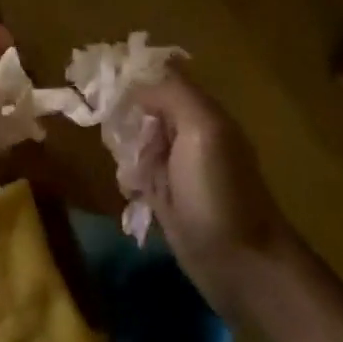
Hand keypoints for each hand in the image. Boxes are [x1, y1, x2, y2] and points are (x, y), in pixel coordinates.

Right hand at [129, 72, 290, 300]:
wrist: (240, 265)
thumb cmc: (219, 192)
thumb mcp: (202, 130)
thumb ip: (173, 95)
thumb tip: (137, 82)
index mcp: (202, 113)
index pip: (162, 78)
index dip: (133, 76)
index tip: (102, 81)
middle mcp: (189, 135)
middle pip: (143, 109)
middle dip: (124, 118)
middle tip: (118, 136)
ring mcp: (178, 168)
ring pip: (136, 142)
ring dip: (125, 152)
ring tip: (132, 171)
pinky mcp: (167, 198)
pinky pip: (137, 175)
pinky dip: (129, 180)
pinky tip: (133, 192)